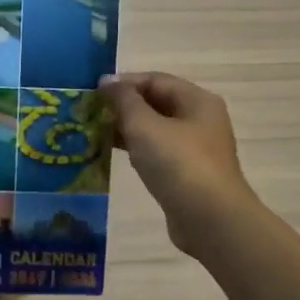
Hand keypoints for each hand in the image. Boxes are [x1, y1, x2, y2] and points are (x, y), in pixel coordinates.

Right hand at [98, 71, 257, 256]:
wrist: (210, 219)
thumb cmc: (178, 164)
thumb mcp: (145, 126)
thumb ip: (124, 101)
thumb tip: (107, 81)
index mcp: (197, 100)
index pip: (155, 80)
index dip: (123, 83)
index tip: (92, 93)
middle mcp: (200, 120)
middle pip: (156, 103)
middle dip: (123, 106)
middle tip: (89, 114)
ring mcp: (195, 148)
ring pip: (155, 129)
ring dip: (126, 129)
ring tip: (94, 133)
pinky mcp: (187, 174)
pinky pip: (157, 152)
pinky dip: (136, 150)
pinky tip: (112, 155)